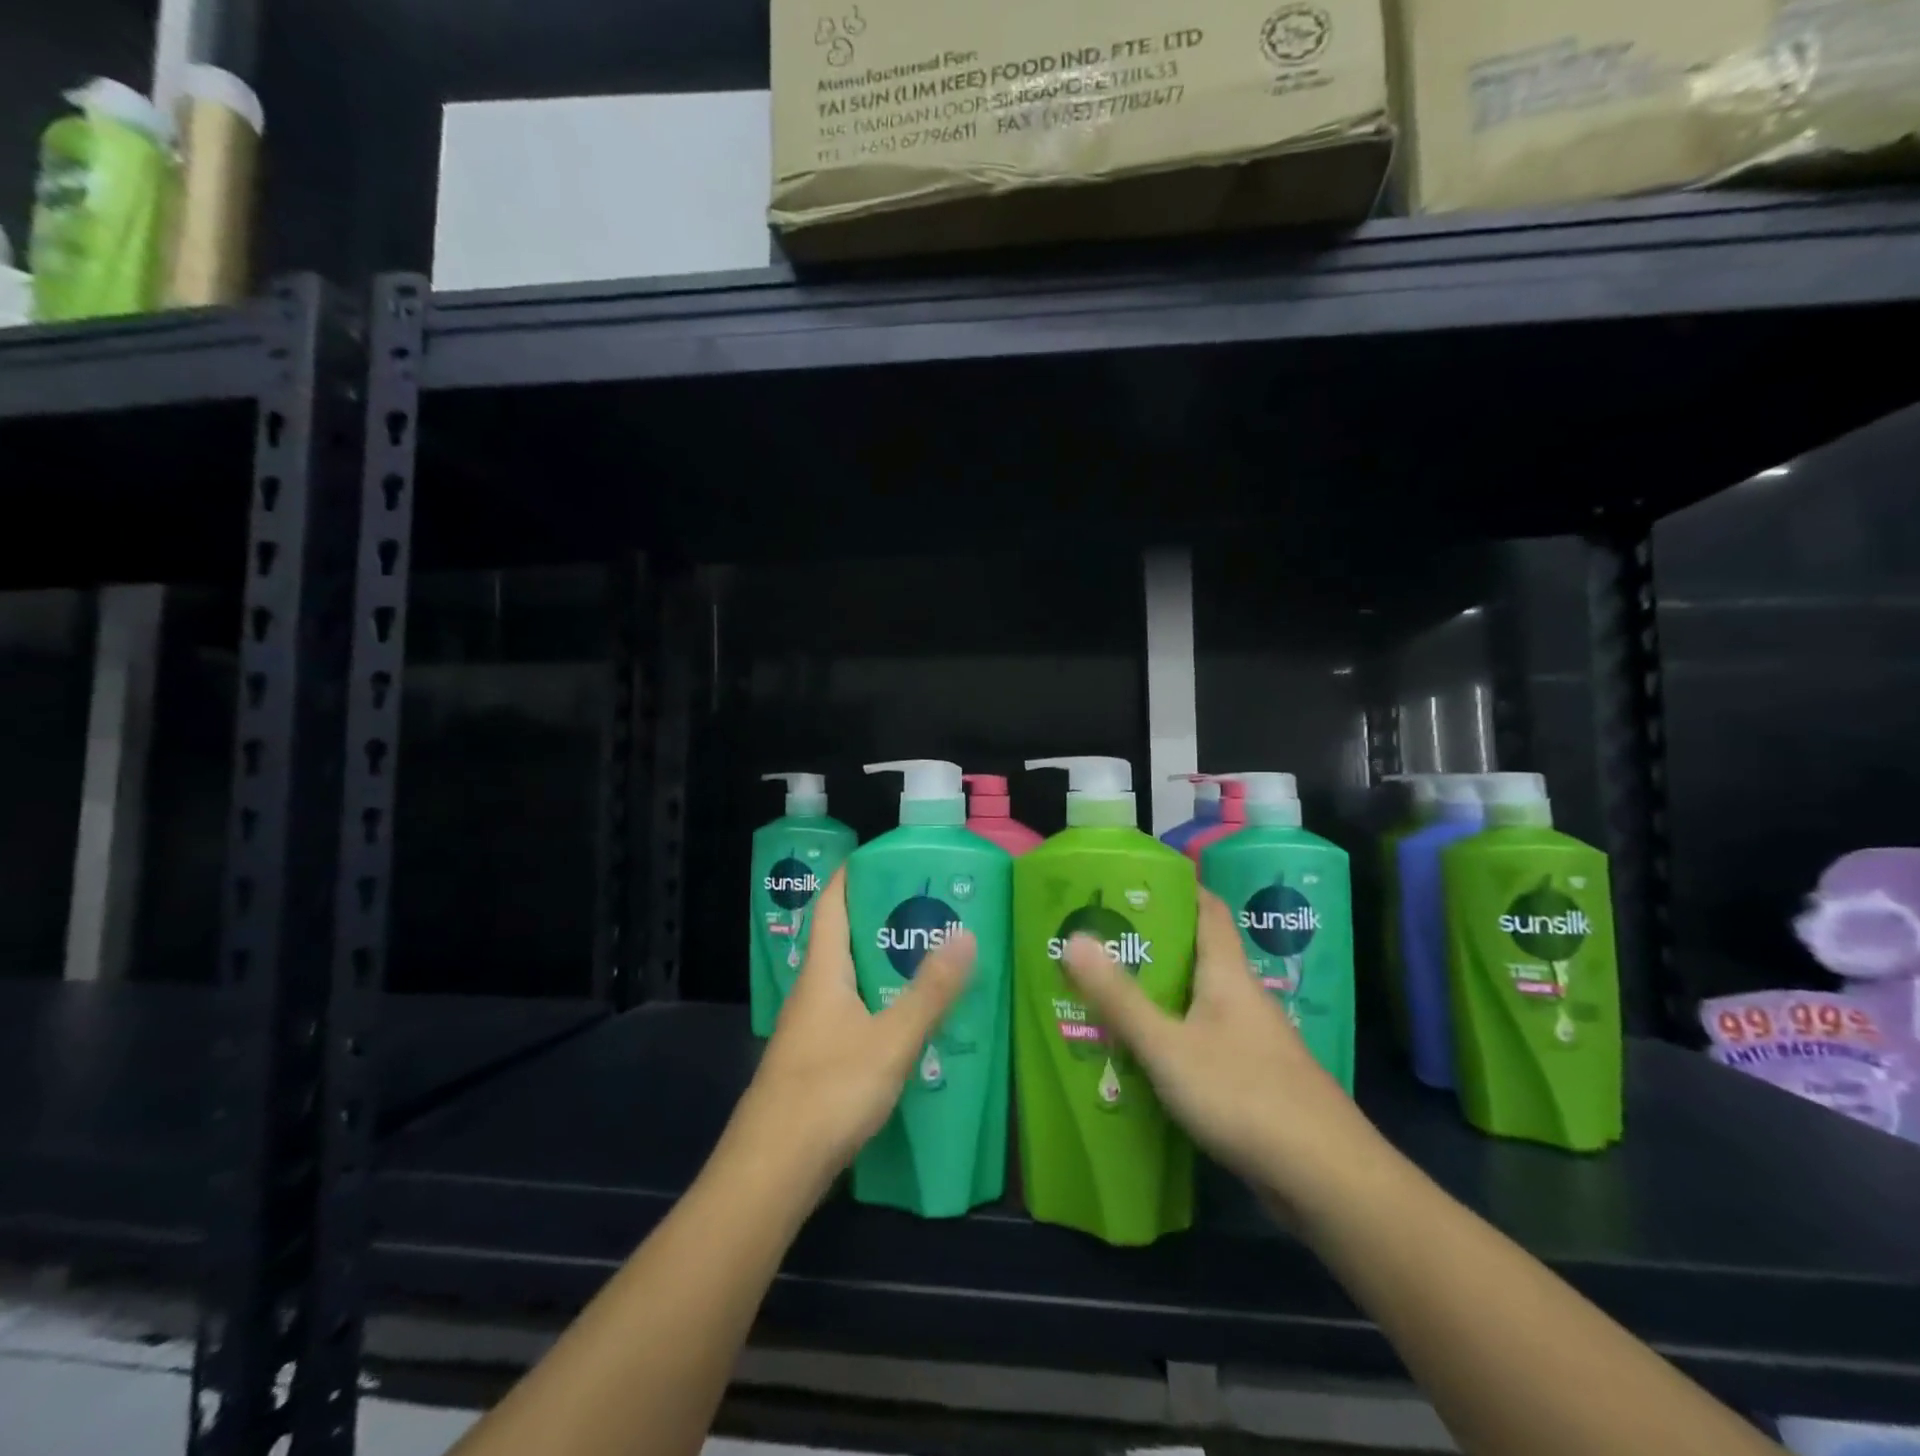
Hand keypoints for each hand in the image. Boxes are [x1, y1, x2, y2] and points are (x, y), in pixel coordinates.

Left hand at [729, 868, 975, 1187]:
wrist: (771, 1172)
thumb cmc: (829, 1091)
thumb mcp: (892, 1039)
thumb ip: (930, 991)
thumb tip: (965, 934)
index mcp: (823, 972)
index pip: (831, 903)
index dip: (853, 874)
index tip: (889, 858)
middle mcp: (812, 992)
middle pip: (843, 940)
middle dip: (882, 920)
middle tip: (931, 910)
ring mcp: (810, 1030)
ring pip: (849, 981)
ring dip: (884, 966)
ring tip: (931, 959)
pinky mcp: (815, 1063)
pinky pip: (851, 1015)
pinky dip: (879, 1004)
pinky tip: (909, 1022)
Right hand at [1062, 889, 1375, 1213]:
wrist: (1327, 1179)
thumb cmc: (1243, 1095)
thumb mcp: (1167, 1046)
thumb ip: (1119, 997)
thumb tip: (1074, 938)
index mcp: (1228, 975)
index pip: (1208, 909)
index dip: (1177, 888)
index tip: (1133, 881)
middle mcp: (1244, 998)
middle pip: (1199, 954)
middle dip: (1153, 944)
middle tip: (1102, 940)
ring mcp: (1254, 1041)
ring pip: (1200, 1001)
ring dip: (1161, 993)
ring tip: (1110, 993)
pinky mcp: (1256, 1080)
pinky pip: (1206, 1040)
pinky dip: (1175, 1036)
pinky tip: (1146, 1055)